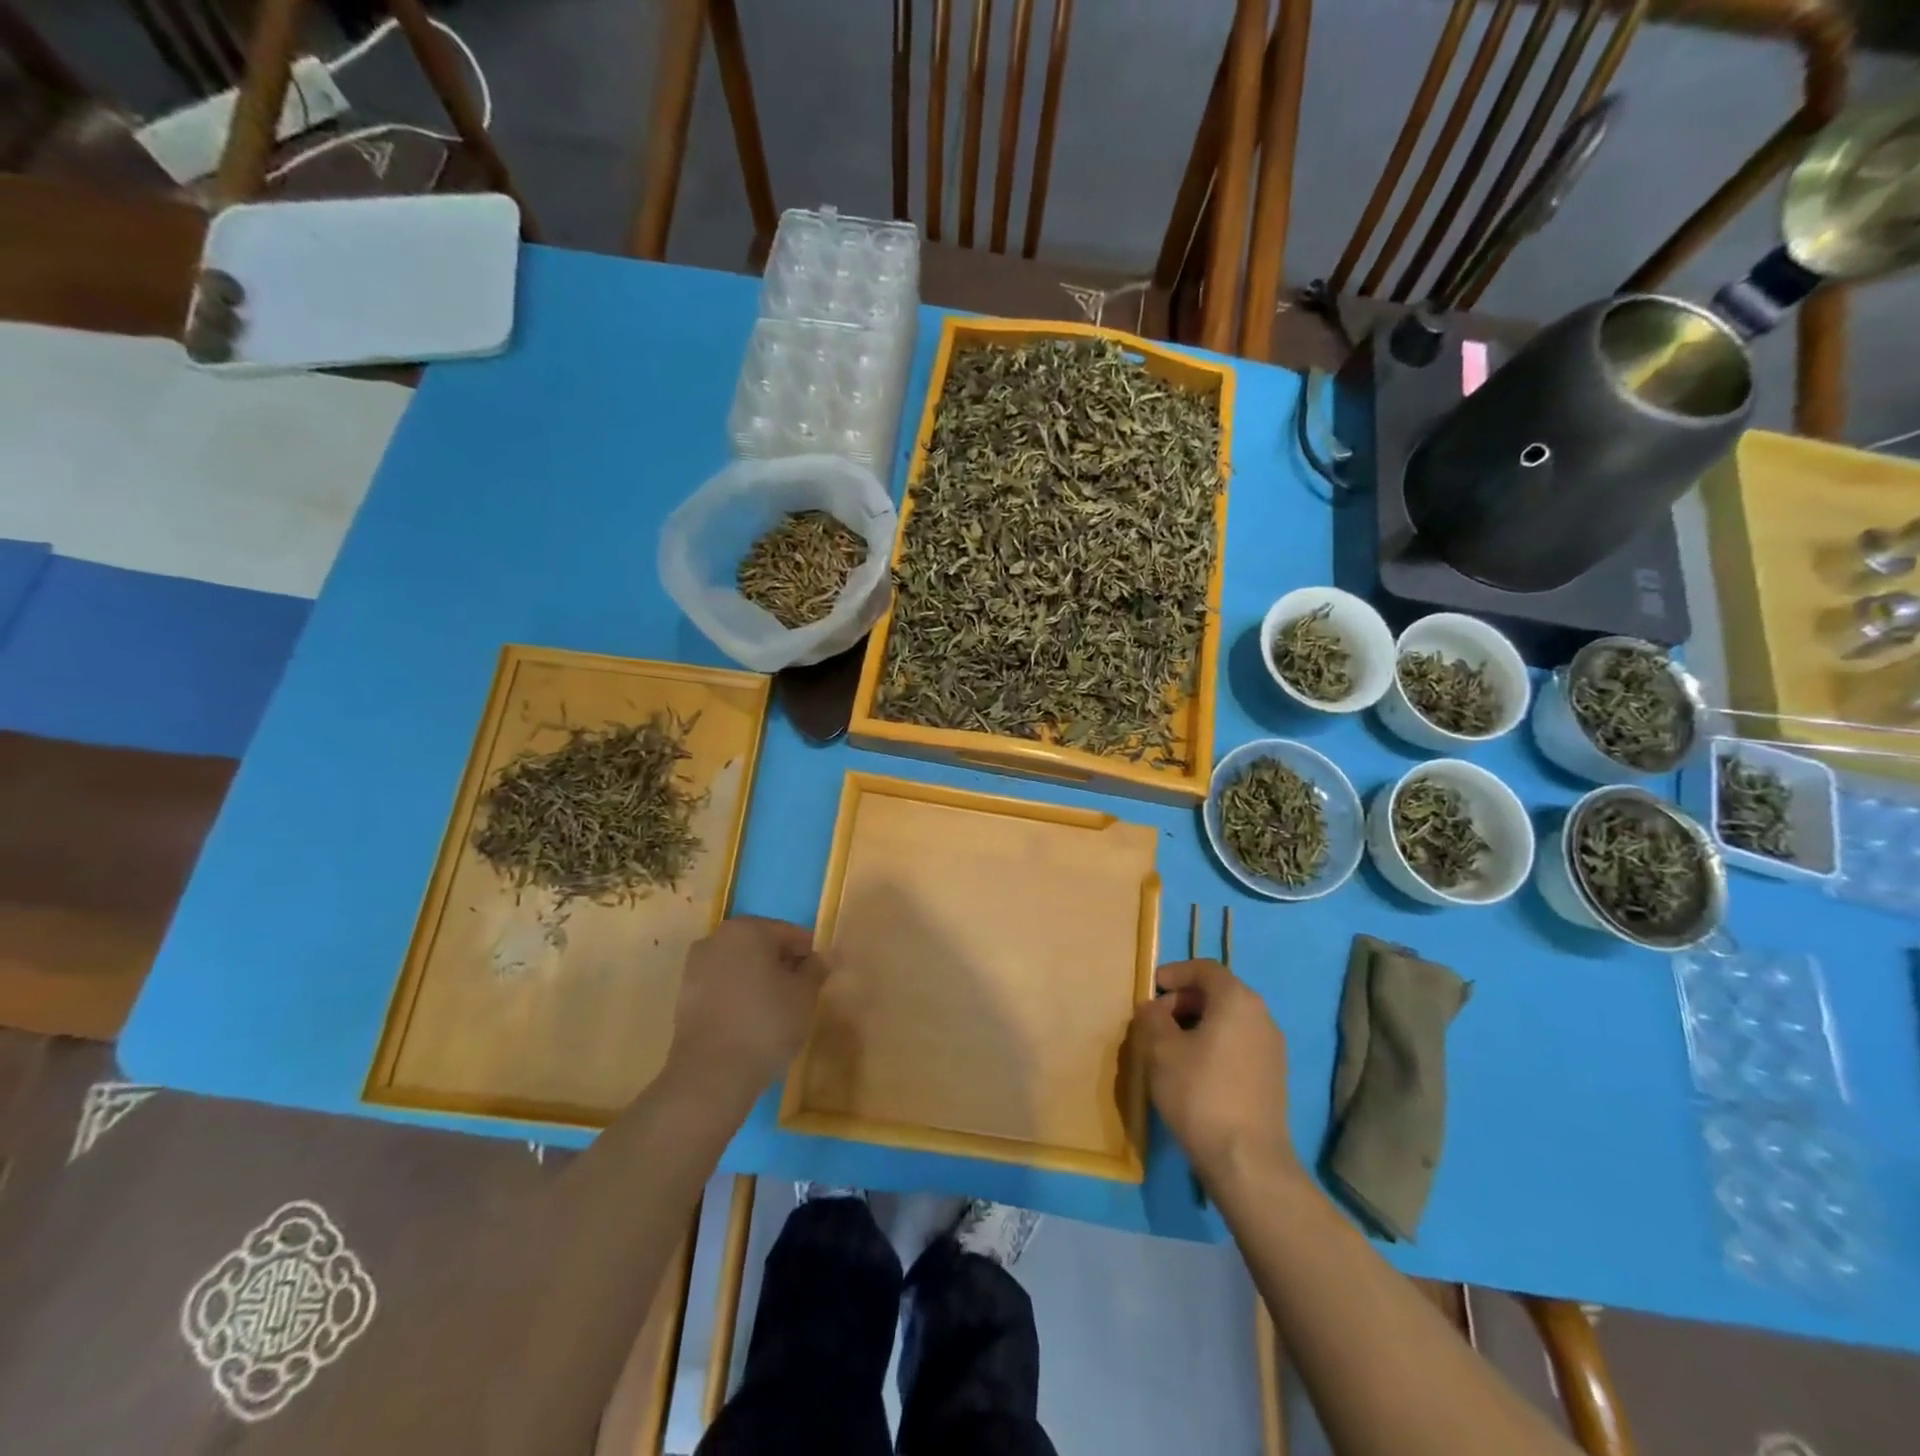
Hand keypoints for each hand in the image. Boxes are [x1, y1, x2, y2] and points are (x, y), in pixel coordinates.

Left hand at [669, 916, 831, 1096]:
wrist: (711, 1075)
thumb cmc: (765, 1024)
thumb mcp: (804, 995)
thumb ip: (816, 969)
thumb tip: (824, 957)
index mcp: (748, 929)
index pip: (790, 933)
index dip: (809, 954)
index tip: (821, 976)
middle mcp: (717, 938)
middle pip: (761, 945)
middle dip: (782, 964)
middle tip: (802, 992)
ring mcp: (696, 967)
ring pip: (740, 965)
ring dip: (759, 979)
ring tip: (778, 1009)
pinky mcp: (685, 996)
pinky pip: (722, 986)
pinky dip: (739, 995)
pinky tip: (752, 1020)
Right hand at [1132, 959, 1296, 1187]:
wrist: (1247, 1161)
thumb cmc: (1200, 1093)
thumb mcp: (1160, 1050)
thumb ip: (1151, 1018)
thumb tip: (1152, 1008)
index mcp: (1237, 1000)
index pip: (1205, 969)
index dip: (1175, 972)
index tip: (1151, 988)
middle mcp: (1262, 1017)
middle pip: (1218, 993)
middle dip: (1183, 1001)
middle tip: (1155, 1020)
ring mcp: (1272, 1049)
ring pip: (1228, 1021)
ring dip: (1197, 1025)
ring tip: (1169, 1048)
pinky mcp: (1273, 1077)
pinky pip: (1238, 1044)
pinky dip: (1213, 1045)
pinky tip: (1192, 1072)